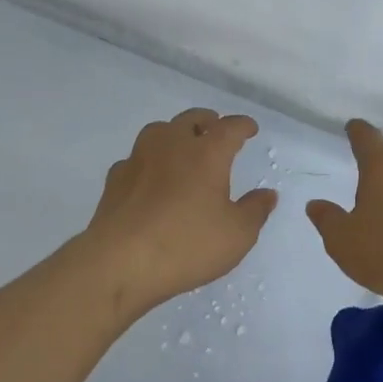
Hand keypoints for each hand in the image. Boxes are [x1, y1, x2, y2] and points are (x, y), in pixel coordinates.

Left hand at [80, 108, 277, 315]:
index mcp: (207, 153)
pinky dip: (149, 161)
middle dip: (207, 121)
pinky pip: (137, 158)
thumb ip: (255, 210)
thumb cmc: (186, 244)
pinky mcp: (115, 178)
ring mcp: (139, 158)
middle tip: (215, 130)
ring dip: (175, 134)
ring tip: (183, 149)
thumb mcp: (237, 235)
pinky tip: (151, 178)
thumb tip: (267, 194)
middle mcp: (172, 145)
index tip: (250, 128)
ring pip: (159, 131)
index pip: (229, 127)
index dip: (242, 126)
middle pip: (191, 119)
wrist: (120, 262)